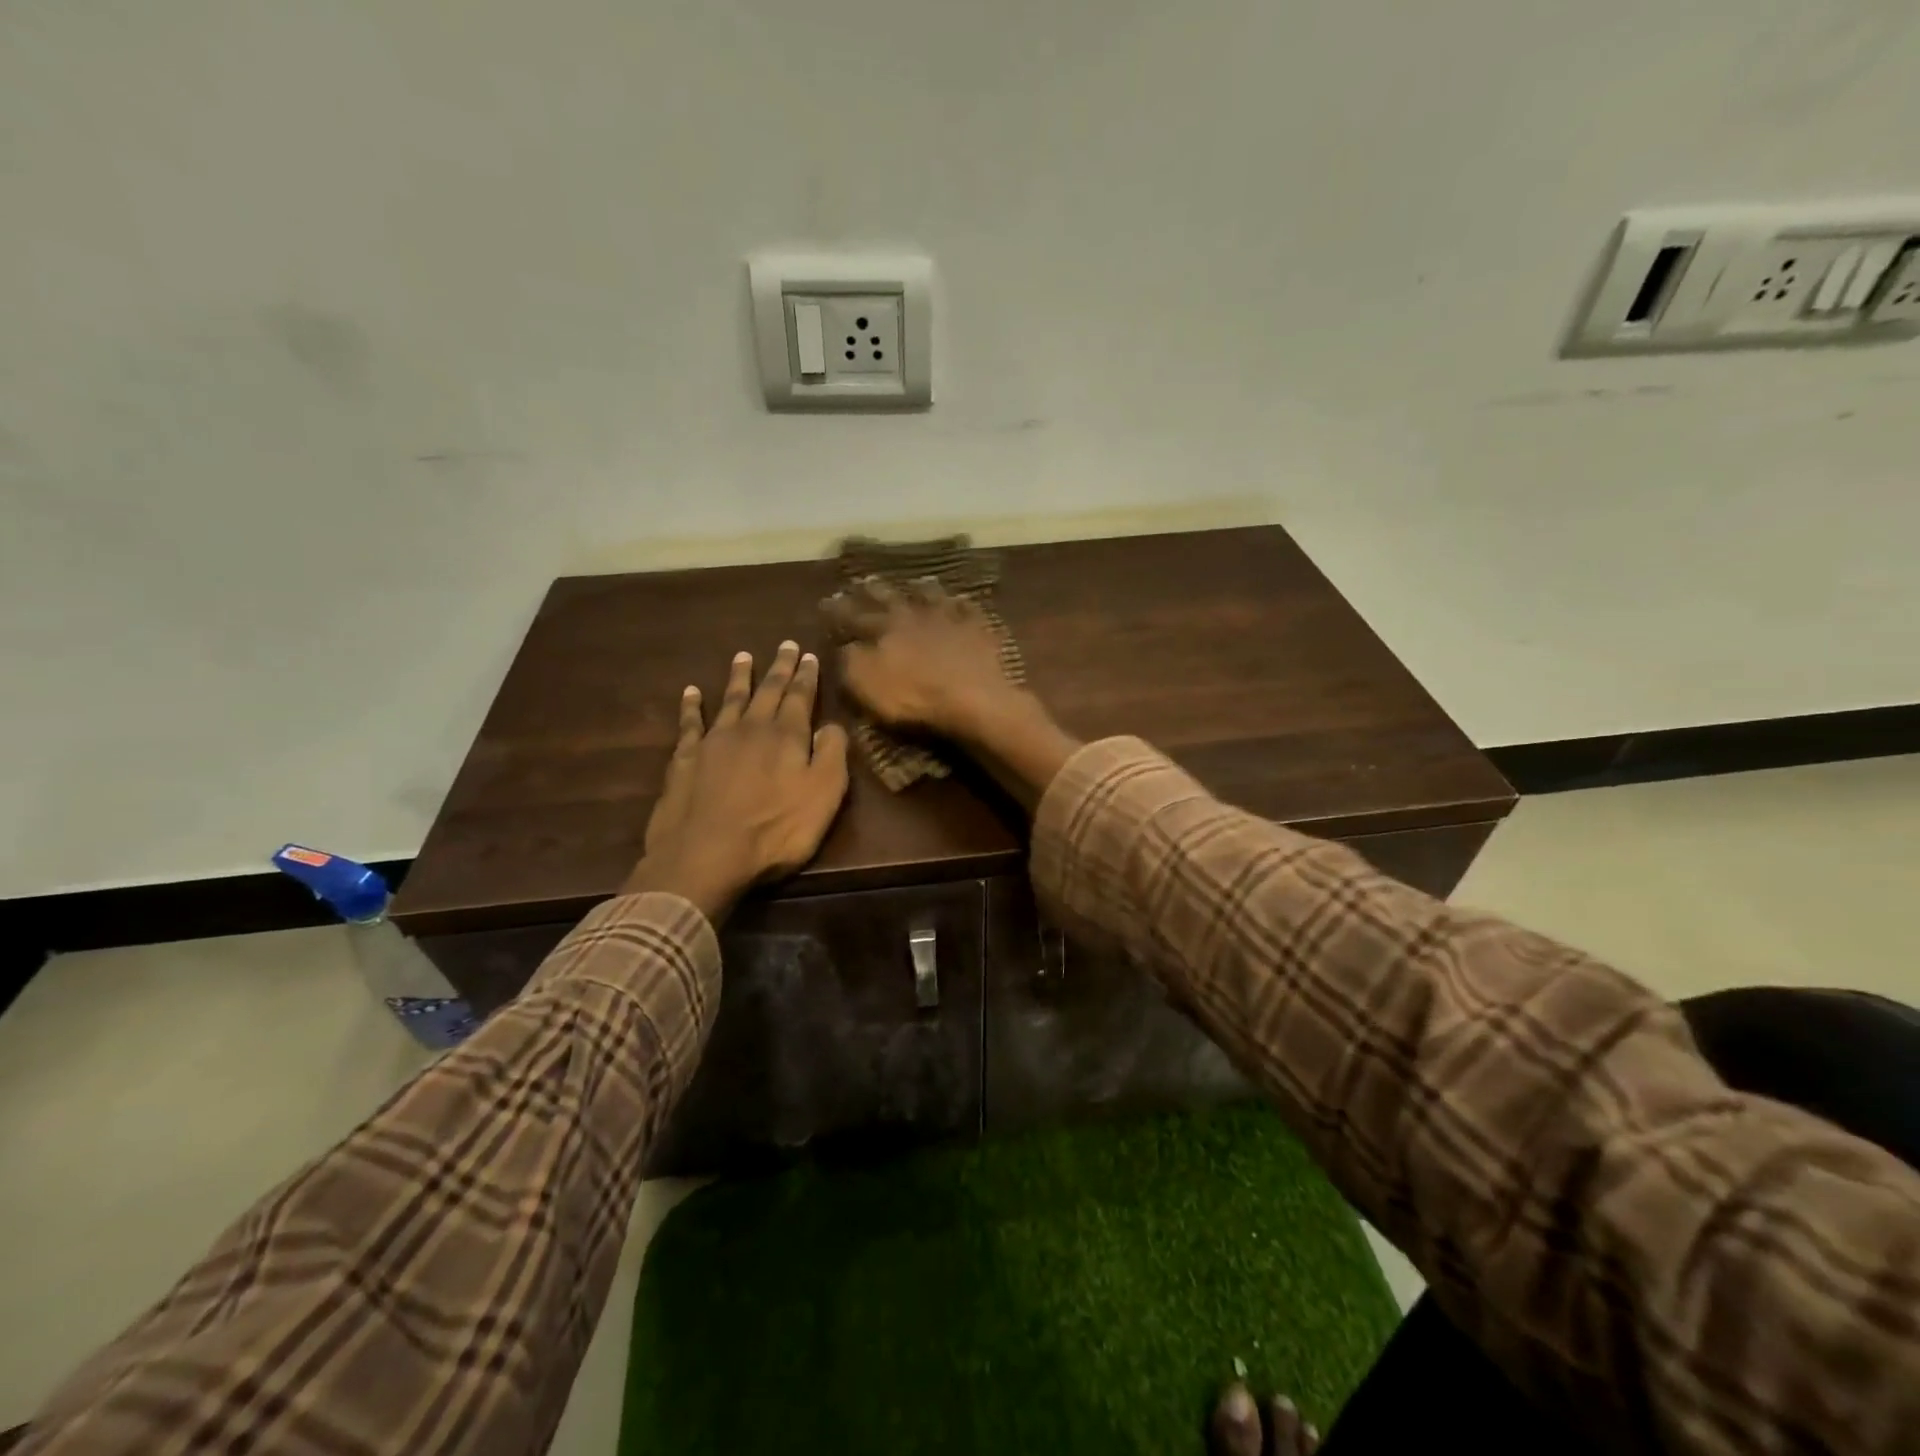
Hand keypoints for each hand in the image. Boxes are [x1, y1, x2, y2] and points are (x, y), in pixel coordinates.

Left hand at [623, 642, 849, 921]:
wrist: (706, 854)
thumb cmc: (775, 830)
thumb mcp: (823, 795)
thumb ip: (832, 754)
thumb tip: (832, 725)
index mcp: (787, 736)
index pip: (800, 697)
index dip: (806, 676)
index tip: (809, 655)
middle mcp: (751, 728)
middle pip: (768, 691)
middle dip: (779, 668)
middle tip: (785, 645)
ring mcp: (714, 741)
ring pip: (731, 699)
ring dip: (739, 677)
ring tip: (744, 656)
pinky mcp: (685, 759)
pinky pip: (690, 723)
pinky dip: (691, 706)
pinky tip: (691, 692)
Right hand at [825, 578, 1030, 741]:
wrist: (972, 697)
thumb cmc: (913, 696)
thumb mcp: (867, 684)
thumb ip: (851, 662)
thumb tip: (845, 645)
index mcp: (884, 628)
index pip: (853, 616)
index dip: (837, 610)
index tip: (825, 601)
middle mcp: (913, 615)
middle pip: (890, 598)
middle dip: (873, 590)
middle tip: (863, 580)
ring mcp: (948, 618)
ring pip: (931, 596)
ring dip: (920, 588)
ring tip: (916, 581)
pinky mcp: (977, 630)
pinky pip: (968, 610)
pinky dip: (962, 604)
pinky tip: (961, 601)